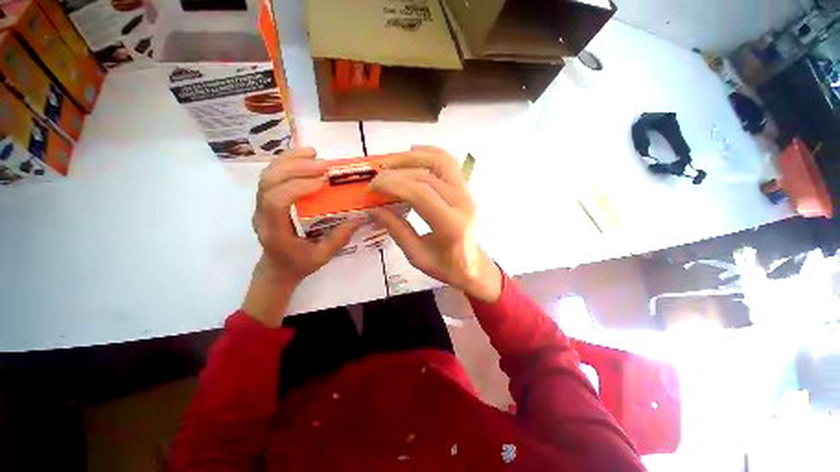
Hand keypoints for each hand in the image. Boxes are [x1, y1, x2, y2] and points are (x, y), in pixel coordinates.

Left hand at [243, 148, 361, 325]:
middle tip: (323, 165)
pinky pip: (271, 176)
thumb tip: (360, 217)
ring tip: (314, 153)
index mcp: (274, 232)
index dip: (296, 188)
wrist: (277, 268)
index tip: (322, 182)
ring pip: (267, 175)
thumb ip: (340, 237)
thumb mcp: (323, 256)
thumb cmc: (299, 264)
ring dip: (289, 160)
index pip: (275, 203)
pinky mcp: (265, 199)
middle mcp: (262, 215)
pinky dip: (286, 162)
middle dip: (295, 168)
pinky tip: (303, 156)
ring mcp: (260, 206)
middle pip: (268, 183)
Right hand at [370, 146, 501, 301]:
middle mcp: (462, 203)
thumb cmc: (445, 267)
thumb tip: (373, 209)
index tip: (372, 187)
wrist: (472, 266)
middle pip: (427, 175)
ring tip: (391, 161)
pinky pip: (449, 163)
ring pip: (441, 161)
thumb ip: (396, 230)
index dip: (393, 185)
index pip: (419, 193)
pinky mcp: (465, 189)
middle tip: (376, 178)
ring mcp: (466, 193)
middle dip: (397, 172)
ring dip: (413, 157)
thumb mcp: (416, 255)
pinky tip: (413, 152)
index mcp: (451, 225)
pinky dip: (430, 153)